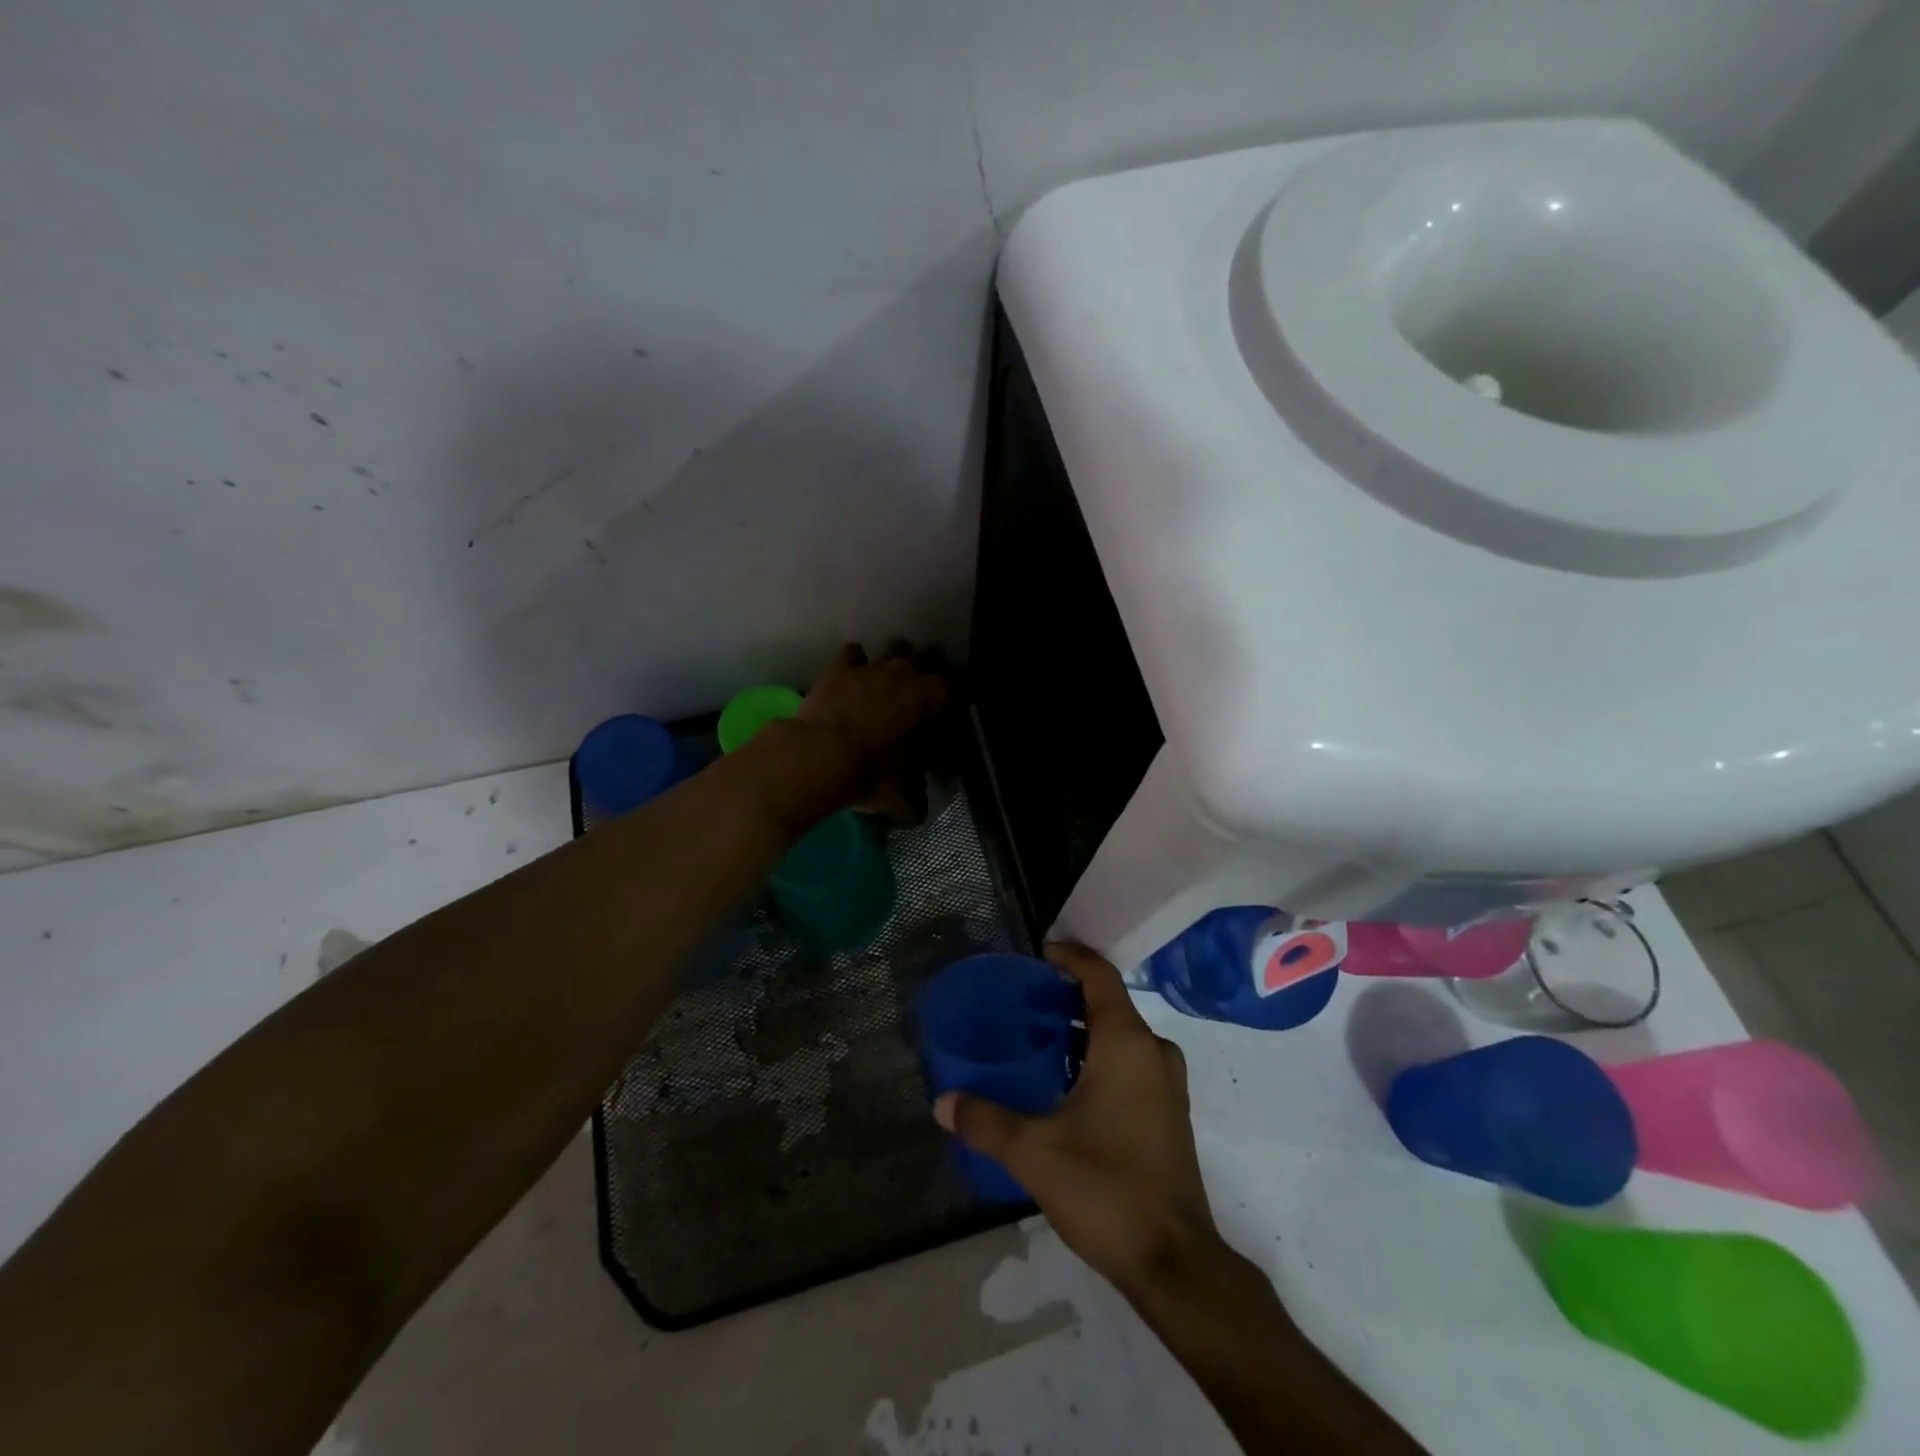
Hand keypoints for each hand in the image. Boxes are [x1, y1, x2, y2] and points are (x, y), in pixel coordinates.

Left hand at [791, 641, 948, 820]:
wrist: (816, 756)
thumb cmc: (867, 772)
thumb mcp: (898, 794)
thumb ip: (913, 799)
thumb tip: (918, 812)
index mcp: (926, 697)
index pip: (948, 688)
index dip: (944, 702)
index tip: (938, 717)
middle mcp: (903, 672)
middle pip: (925, 657)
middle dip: (923, 671)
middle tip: (916, 695)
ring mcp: (869, 666)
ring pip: (893, 648)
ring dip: (893, 662)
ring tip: (887, 682)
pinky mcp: (837, 667)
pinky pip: (853, 653)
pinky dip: (855, 662)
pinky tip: (852, 677)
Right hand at [933, 943, 1222, 1298]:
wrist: (1175, 1262)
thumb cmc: (1106, 1188)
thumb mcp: (1034, 1152)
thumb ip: (986, 1121)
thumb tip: (942, 1102)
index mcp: (1127, 1043)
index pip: (1100, 976)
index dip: (1071, 956)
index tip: (1040, 952)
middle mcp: (1153, 1052)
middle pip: (1111, 1003)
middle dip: (1070, 996)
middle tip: (1026, 1001)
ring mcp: (1167, 1085)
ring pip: (1123, 1036)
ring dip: (1086, 1030)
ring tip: (1040, 1040)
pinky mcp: (1170, 1114)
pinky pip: (1132, 1063)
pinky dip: (1101, 1057)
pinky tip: (1068, 1085)